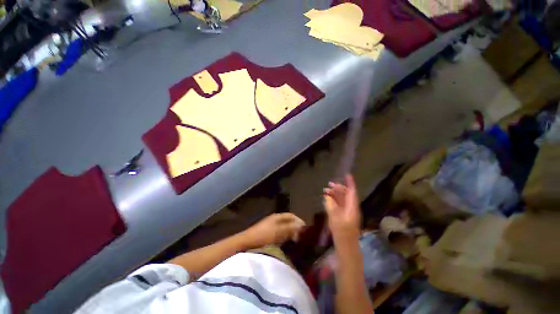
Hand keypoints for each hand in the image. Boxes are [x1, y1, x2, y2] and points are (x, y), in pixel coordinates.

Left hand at [241, 213, 305, 248]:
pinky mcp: (267, 234)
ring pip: (284, 228)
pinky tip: (287, 243)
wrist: (247, 242)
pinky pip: (279, 234)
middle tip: (302, 236)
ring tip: (296, 241)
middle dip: (295, 227)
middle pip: (288, 221)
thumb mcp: (279, 231)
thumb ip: (290, 228)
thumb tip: (302, 226)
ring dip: (290, 233)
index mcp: (277, 217)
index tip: (306, 229)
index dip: (299, 220)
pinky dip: (285, 237)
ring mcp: (270, 227)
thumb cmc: (264, 235)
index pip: (291, 215)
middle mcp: (275, 220)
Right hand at [323, 174, 360, 242]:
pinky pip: (339, 204)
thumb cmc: (342, 234)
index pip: (352, 192)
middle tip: (328, 184)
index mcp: (352, 208)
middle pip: (346, 194)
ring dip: (334, 194)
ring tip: (325, 190)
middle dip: (338, 188)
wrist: (346, 247)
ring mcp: (347, 212)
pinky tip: (327, 198)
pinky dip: (333, 200)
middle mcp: (351, 208)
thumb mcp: (335, 219)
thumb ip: (330, 206)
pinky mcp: (343, 216)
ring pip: (342, 199)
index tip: (347, 175)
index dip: (350, 183)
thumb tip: (327, 197)